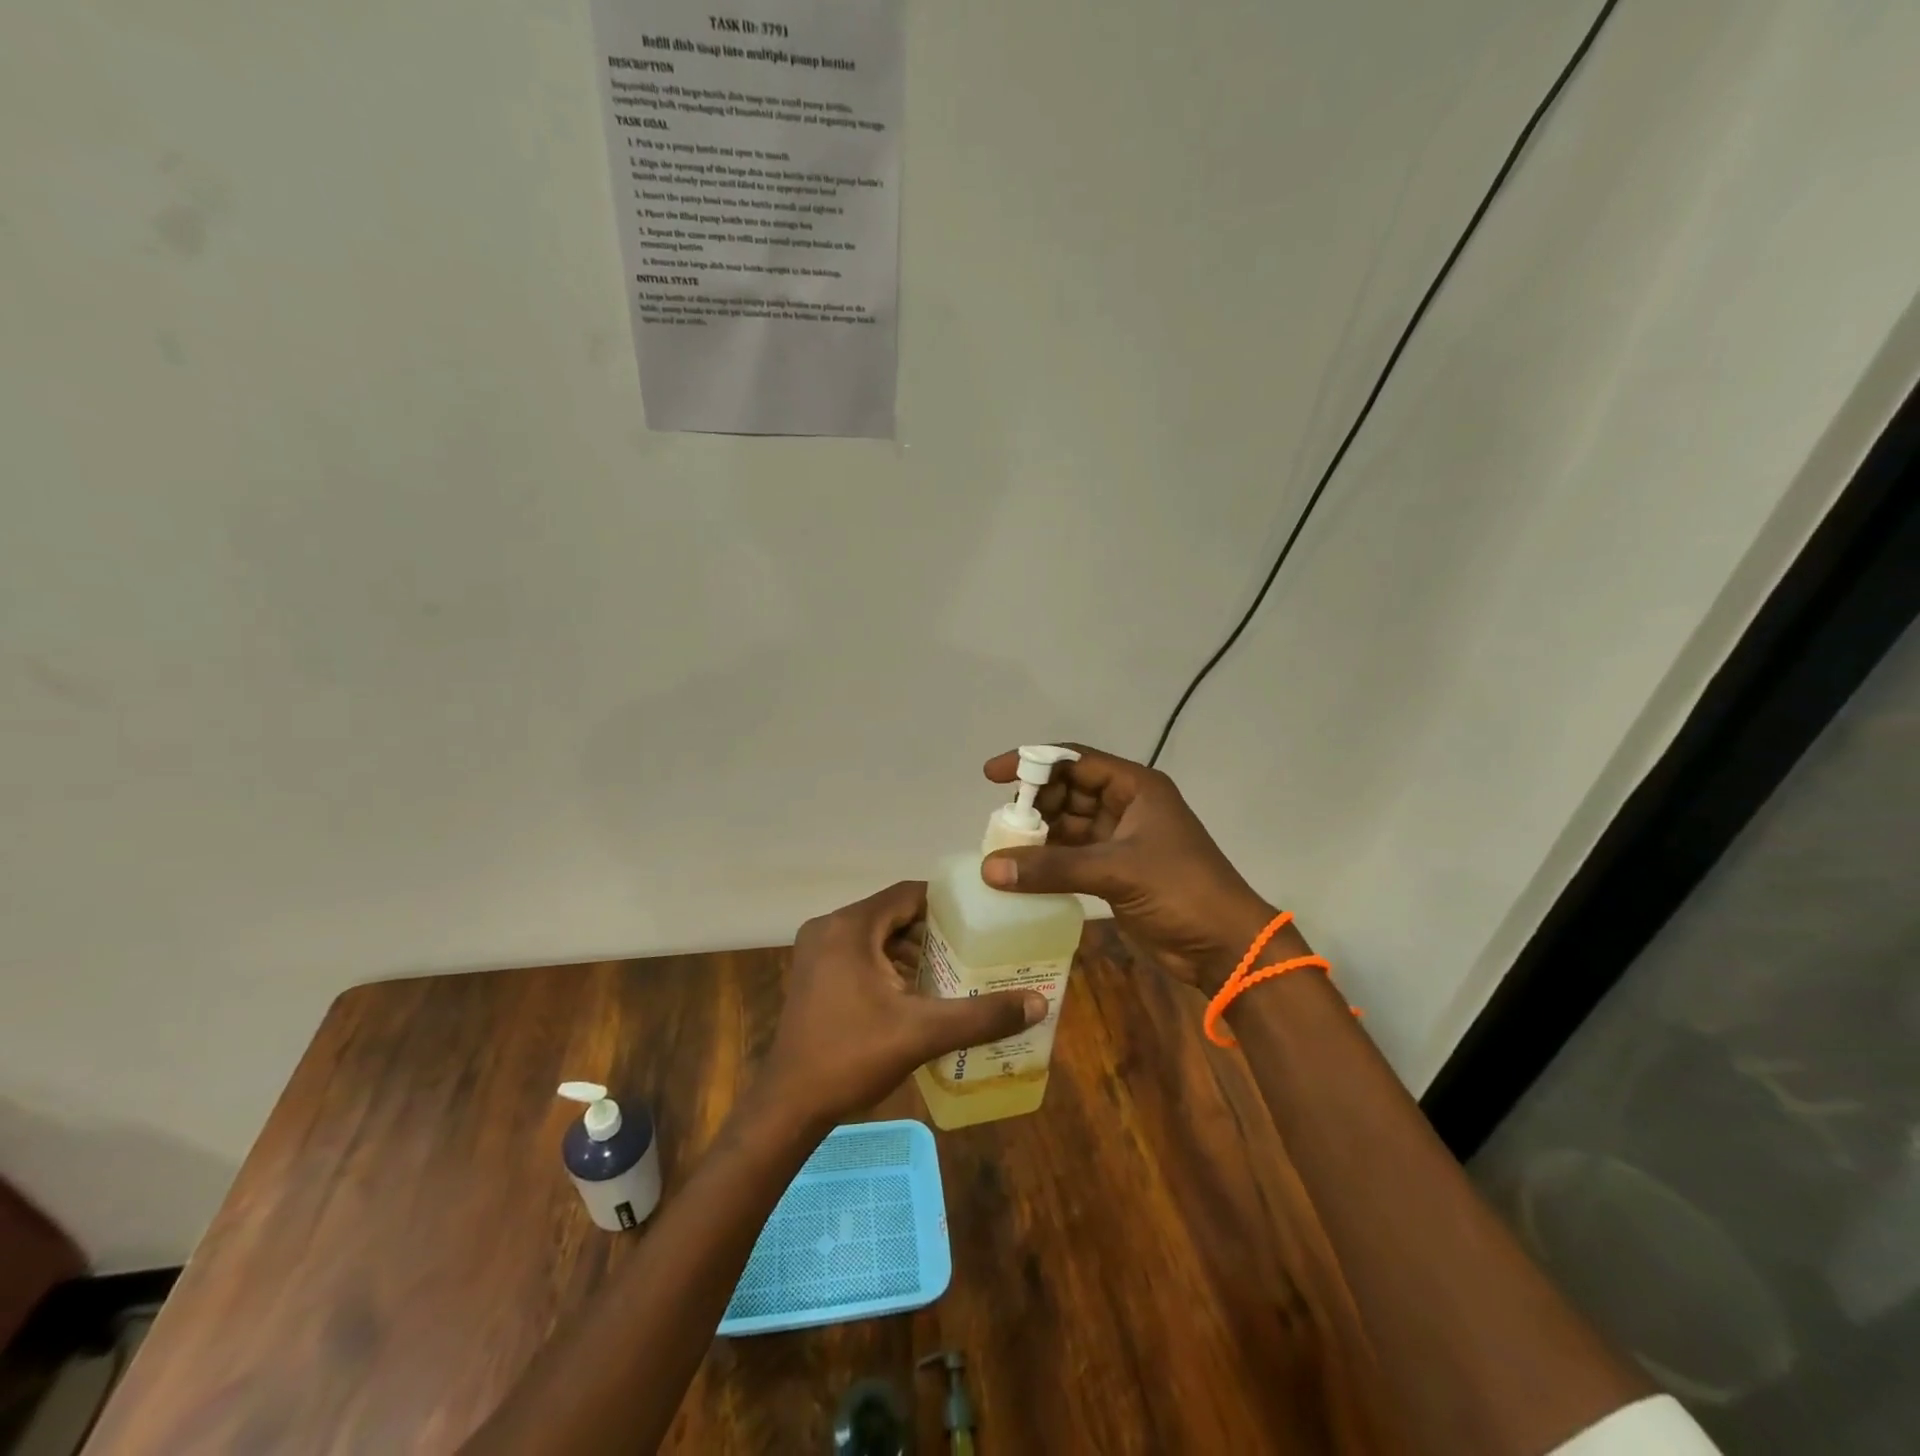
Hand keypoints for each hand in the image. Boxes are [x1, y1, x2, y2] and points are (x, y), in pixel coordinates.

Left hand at [761, 880, 1046, 1128]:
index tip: (980, 918)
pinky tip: (914, 992)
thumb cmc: (852, 1057)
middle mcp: (829, 928)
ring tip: (950, 970)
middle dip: (932, 930)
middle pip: (893, 913)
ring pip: (876, 935)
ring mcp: (817, 952)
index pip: (908, 894)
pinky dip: (888, 964)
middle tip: (972, 948)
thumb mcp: (922, 1032)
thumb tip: (1039, 1003)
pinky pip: (860, 953)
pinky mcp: (814, 974)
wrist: (789, 1105)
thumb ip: (981, 1016)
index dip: (946, 903)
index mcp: (850, 927)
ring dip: (910, 949)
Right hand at [981, 745, 1279, 992]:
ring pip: (1068, 825)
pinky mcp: (1115, 871)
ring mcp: (1120, 839)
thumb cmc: (1180, 890)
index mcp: (1135, 787)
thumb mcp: (1117, 870)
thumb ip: (1053, 867)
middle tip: (998, 820)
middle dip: (1033, 802)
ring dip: (1038, 834)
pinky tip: (1020, 870)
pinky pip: (1072, 856)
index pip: (1074, 761)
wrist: (1224, 946)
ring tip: (1000, 845)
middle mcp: (1126, 805)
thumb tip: (989, 869)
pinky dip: (1048, 861)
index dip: (1032, 762)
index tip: (992, 775)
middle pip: (1068, 791)